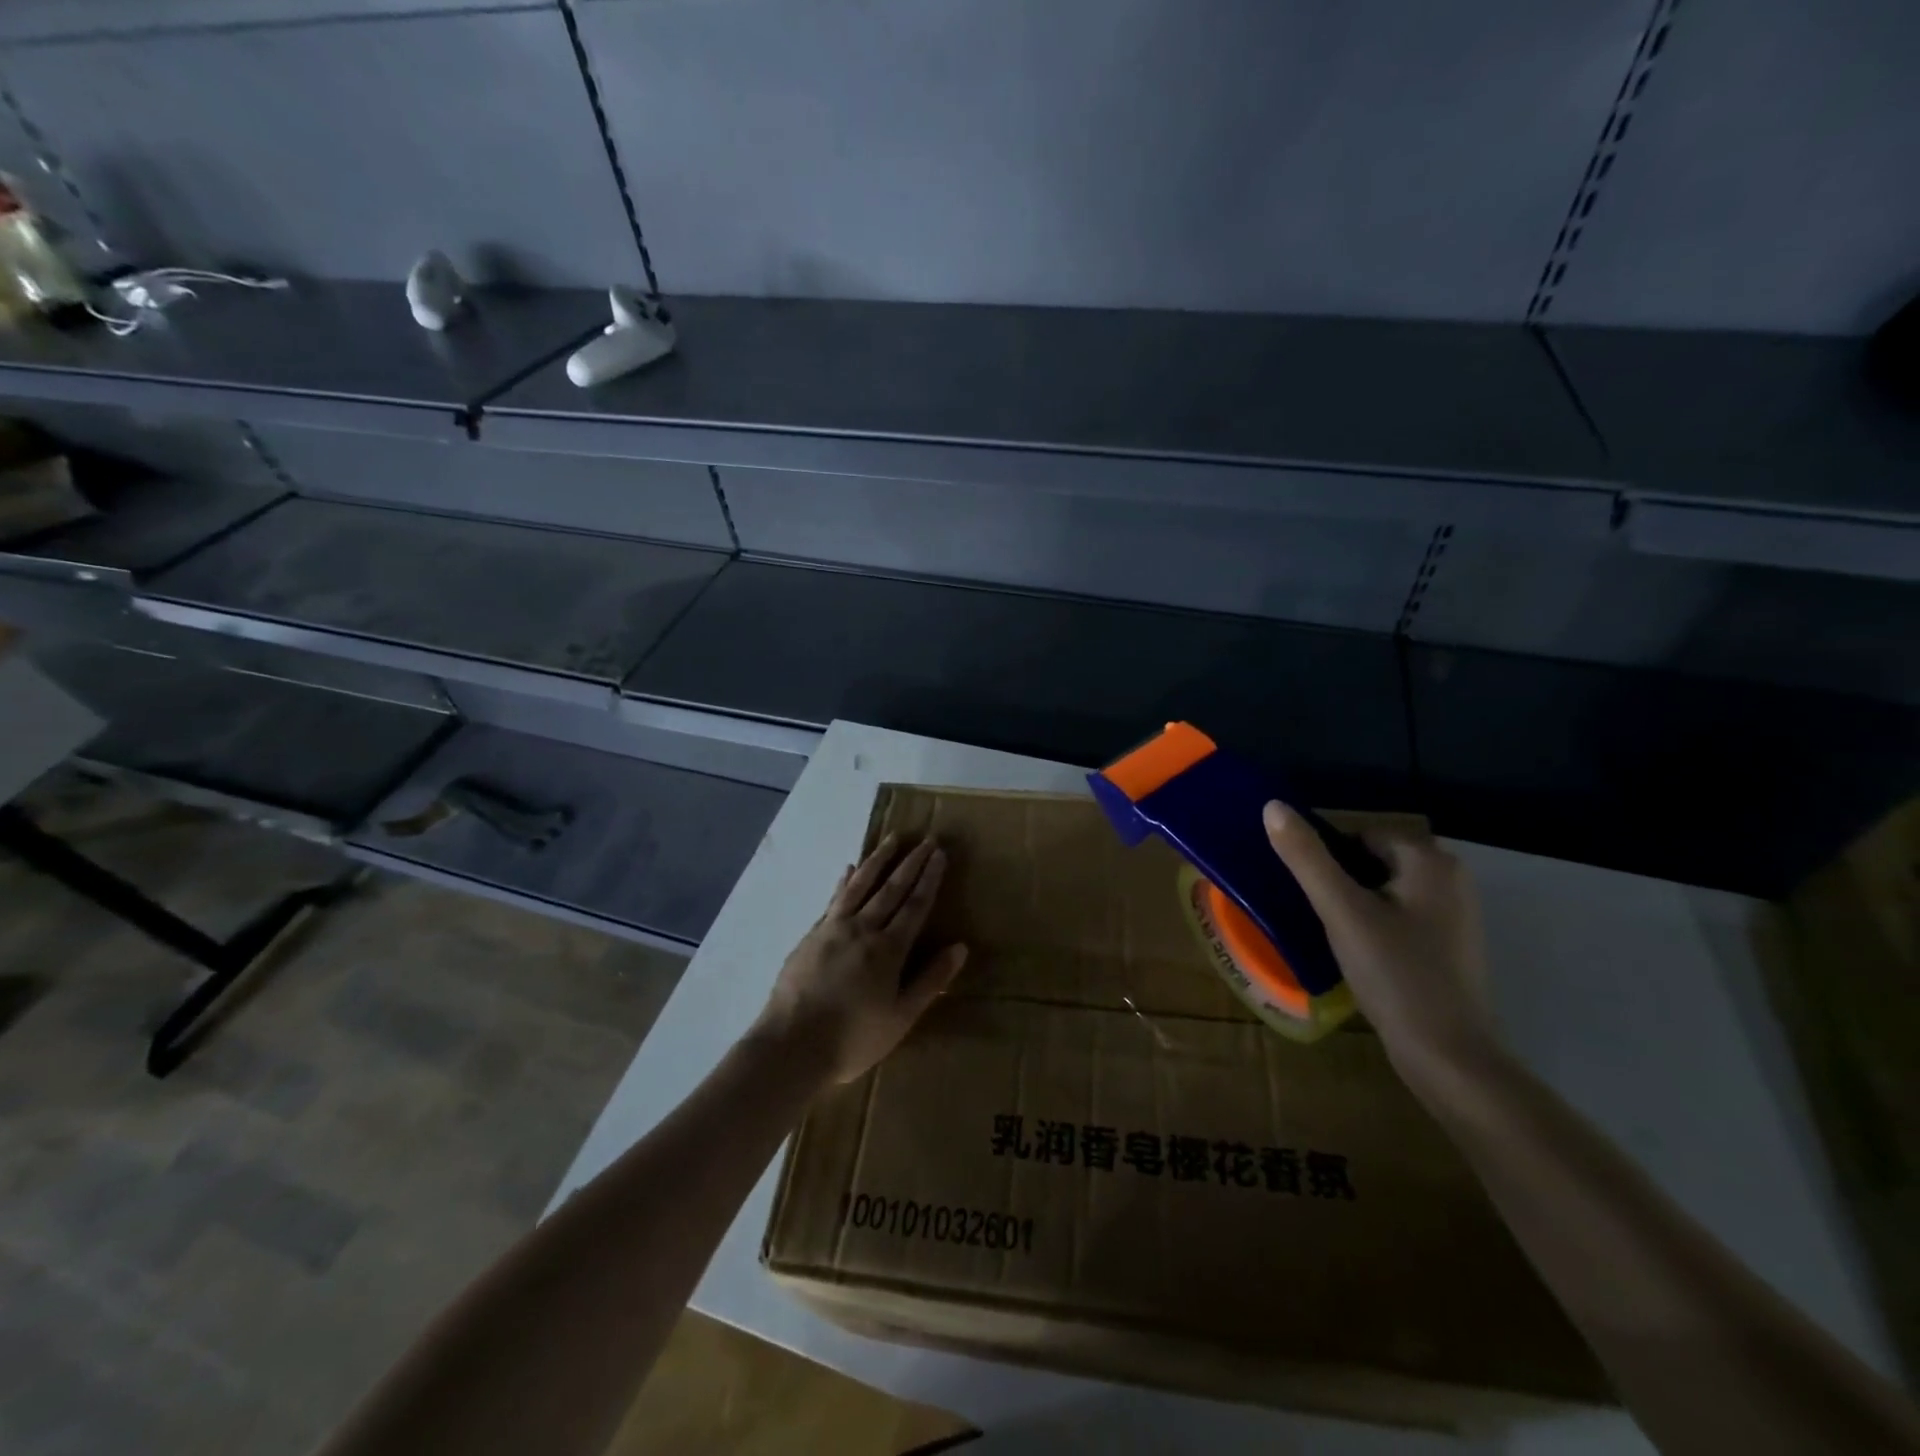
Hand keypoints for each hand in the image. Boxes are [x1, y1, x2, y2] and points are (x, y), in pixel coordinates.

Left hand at [751, 833, 968, 1085]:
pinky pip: (833, 899)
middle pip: (891, 888)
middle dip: (911, 862)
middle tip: (926, 839)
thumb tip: (960, 947)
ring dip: (878, 860)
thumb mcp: (901, 1017)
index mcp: (889, 949)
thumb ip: (930, 980)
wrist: (791, 1044)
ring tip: (892, 839)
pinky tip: (847, 869)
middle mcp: (863, 929)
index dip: (929, 878)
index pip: (915, 905)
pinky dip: (844, 881)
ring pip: (860, 885)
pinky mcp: (811, 935)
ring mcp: (833, 928)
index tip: (939, 853)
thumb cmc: (853, 1038)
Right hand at [1262, 802, 1496, 1080]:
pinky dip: (1374, 926)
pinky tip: (1359, 955)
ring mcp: (1455, 914)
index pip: (1358, 836)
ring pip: (1382, 890)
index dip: (1326, 861)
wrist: (1449, 1057)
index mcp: (1430, 860)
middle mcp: (1451, 877)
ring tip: (1332, 936)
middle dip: (1339, 883)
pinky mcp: (1450, 945)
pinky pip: (1398, 916)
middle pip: (1371, 861)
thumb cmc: (1395, 975)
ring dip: (1353, 906)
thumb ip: (1306, 858)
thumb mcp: (1341, 912)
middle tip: (1318, 917)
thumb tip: (1272, 806)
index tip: (1309, 895)